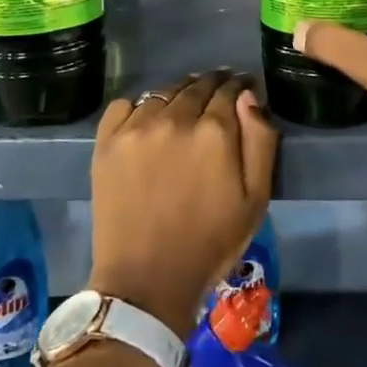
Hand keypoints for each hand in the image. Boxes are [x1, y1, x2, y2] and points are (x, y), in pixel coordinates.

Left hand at [89, 71, 277, 337]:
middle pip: (197, 85)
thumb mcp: (256, 199)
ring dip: (178, 94)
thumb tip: (247, 96)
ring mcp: (136, 127)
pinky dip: (139, 107)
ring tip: (182, 108)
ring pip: (163, 92)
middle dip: (211, 86)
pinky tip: (146, 122)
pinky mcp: (107, 142)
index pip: (229, 89)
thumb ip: (260, 140)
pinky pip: (125, 105)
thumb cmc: (210, 242)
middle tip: (215, 97)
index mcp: (214, 131)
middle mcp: (175, 118)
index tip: (241, 90)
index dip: (238, 87)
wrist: (146, 281)